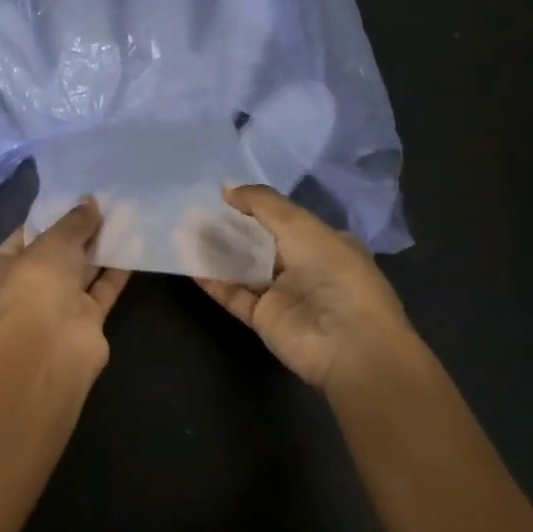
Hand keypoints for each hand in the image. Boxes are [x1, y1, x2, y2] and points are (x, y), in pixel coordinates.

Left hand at [0, 199, 130, 386]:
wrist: (52, 346)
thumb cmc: (36, 284)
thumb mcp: (54, 241)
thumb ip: (75, 221)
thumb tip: (91, 202)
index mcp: (0, 268)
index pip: (23, 236)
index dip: (46, 218)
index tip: (71, 199)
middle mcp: (26, 287)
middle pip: (55, 254)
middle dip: (78, 233)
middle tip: (104, 204)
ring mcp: (56, 306)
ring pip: (81, 271)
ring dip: (100, 249)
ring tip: (123, 217)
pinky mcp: (85, 320)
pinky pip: (102, 289)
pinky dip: (116, 270)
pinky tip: (134, 245)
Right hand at [195, 185, 416, 390]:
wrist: (348, 344)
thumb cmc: (333, 273)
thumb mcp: (301, 226)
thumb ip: (262, 204)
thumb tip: (226, 188)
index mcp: (324, 242)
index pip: (284, 219)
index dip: (254, 206)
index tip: (221, 194)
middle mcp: (304, 267)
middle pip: (259, 242)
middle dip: (229, 227)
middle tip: (194, 212)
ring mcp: (283, 295)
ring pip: (243, 267)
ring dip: (216, 250)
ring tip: (184, 230)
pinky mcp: (264, 319)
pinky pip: (234, 294)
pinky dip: (213, 279)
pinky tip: (189, 261)